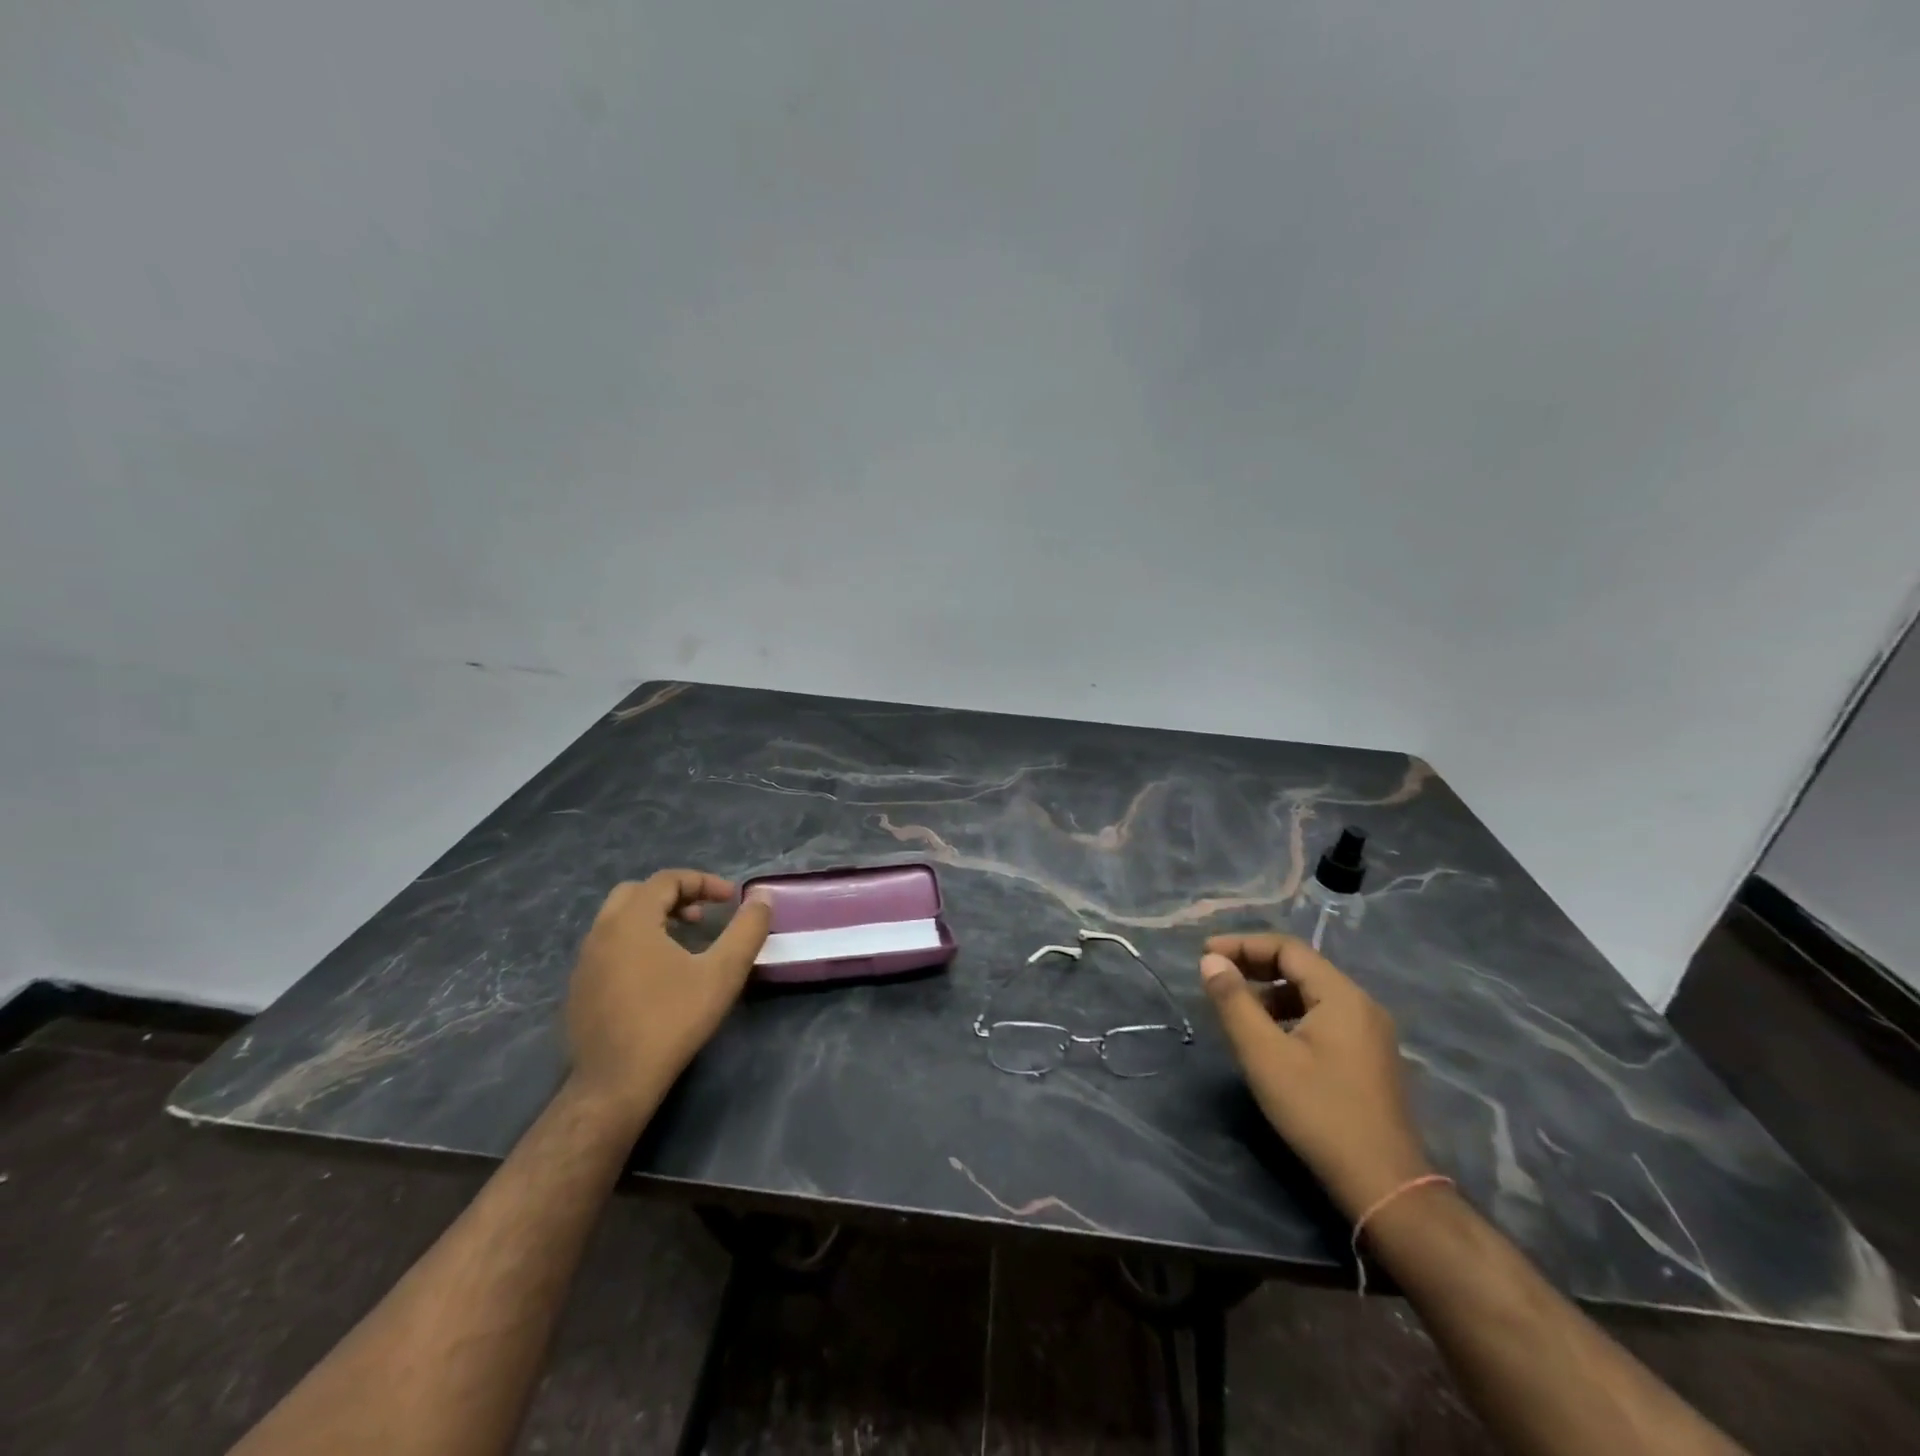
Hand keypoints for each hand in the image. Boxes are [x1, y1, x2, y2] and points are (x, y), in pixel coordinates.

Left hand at [565, 870, 770, 1121]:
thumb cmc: (672, 1020)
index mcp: (630, 920)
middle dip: (674, 896)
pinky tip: (657, 976)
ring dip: (654, 919)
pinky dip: (635, 943)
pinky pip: (608, 947)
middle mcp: (601, 932)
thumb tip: (762, 897)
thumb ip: (746, 930)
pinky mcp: (579, 988)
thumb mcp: (722, 973)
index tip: (730, 899)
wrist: (615, 1083)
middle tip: (702, 916)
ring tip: (684, 942)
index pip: (667, 879)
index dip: (703, 882)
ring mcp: (584, 962)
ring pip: (619, 920)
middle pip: (638, 893)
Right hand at [1201, 934, 1433, 1219]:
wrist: (1384, 1184)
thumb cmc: (1318, 1112)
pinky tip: (1269, 1038)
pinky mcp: (1369, 1058)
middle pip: (1301, 967)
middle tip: (1216, 975)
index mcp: (1342, 996)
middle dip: (1255, 966)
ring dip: (1271, 992)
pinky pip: (1323, 1017)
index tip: (1205, 953)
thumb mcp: (1264, 1055)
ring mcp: (1370, 1033)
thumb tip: (1210, 960)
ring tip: (1236, 1008)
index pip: (1287, 948)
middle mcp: (1361, 1005)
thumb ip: (1234, 1002)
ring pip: (1312, 994)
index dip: (1243, 945)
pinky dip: (1290, 1014)